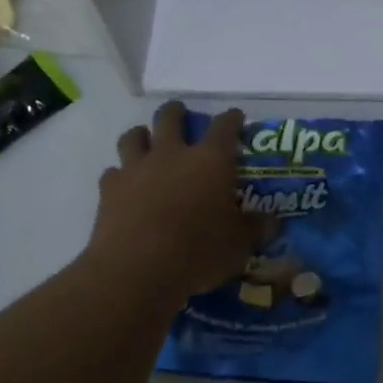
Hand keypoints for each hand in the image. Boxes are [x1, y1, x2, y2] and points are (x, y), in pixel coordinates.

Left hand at [85, 101, 263, 306]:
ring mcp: (136, 168)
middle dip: (177, 112)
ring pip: (134, 136)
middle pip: (170, 117)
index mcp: (211, 161)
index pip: (224, 126)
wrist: (137, 270)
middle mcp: (172, 154)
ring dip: (142, 136)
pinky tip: (126, 186)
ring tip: (146, 142)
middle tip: (181, 115)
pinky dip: (120, 175)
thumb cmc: (199, 252)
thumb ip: (255, 228)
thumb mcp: (239, 245)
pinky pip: (113, 172)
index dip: (231, 118)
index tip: (236, 117)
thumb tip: (273, 222)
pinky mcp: (110, 189)